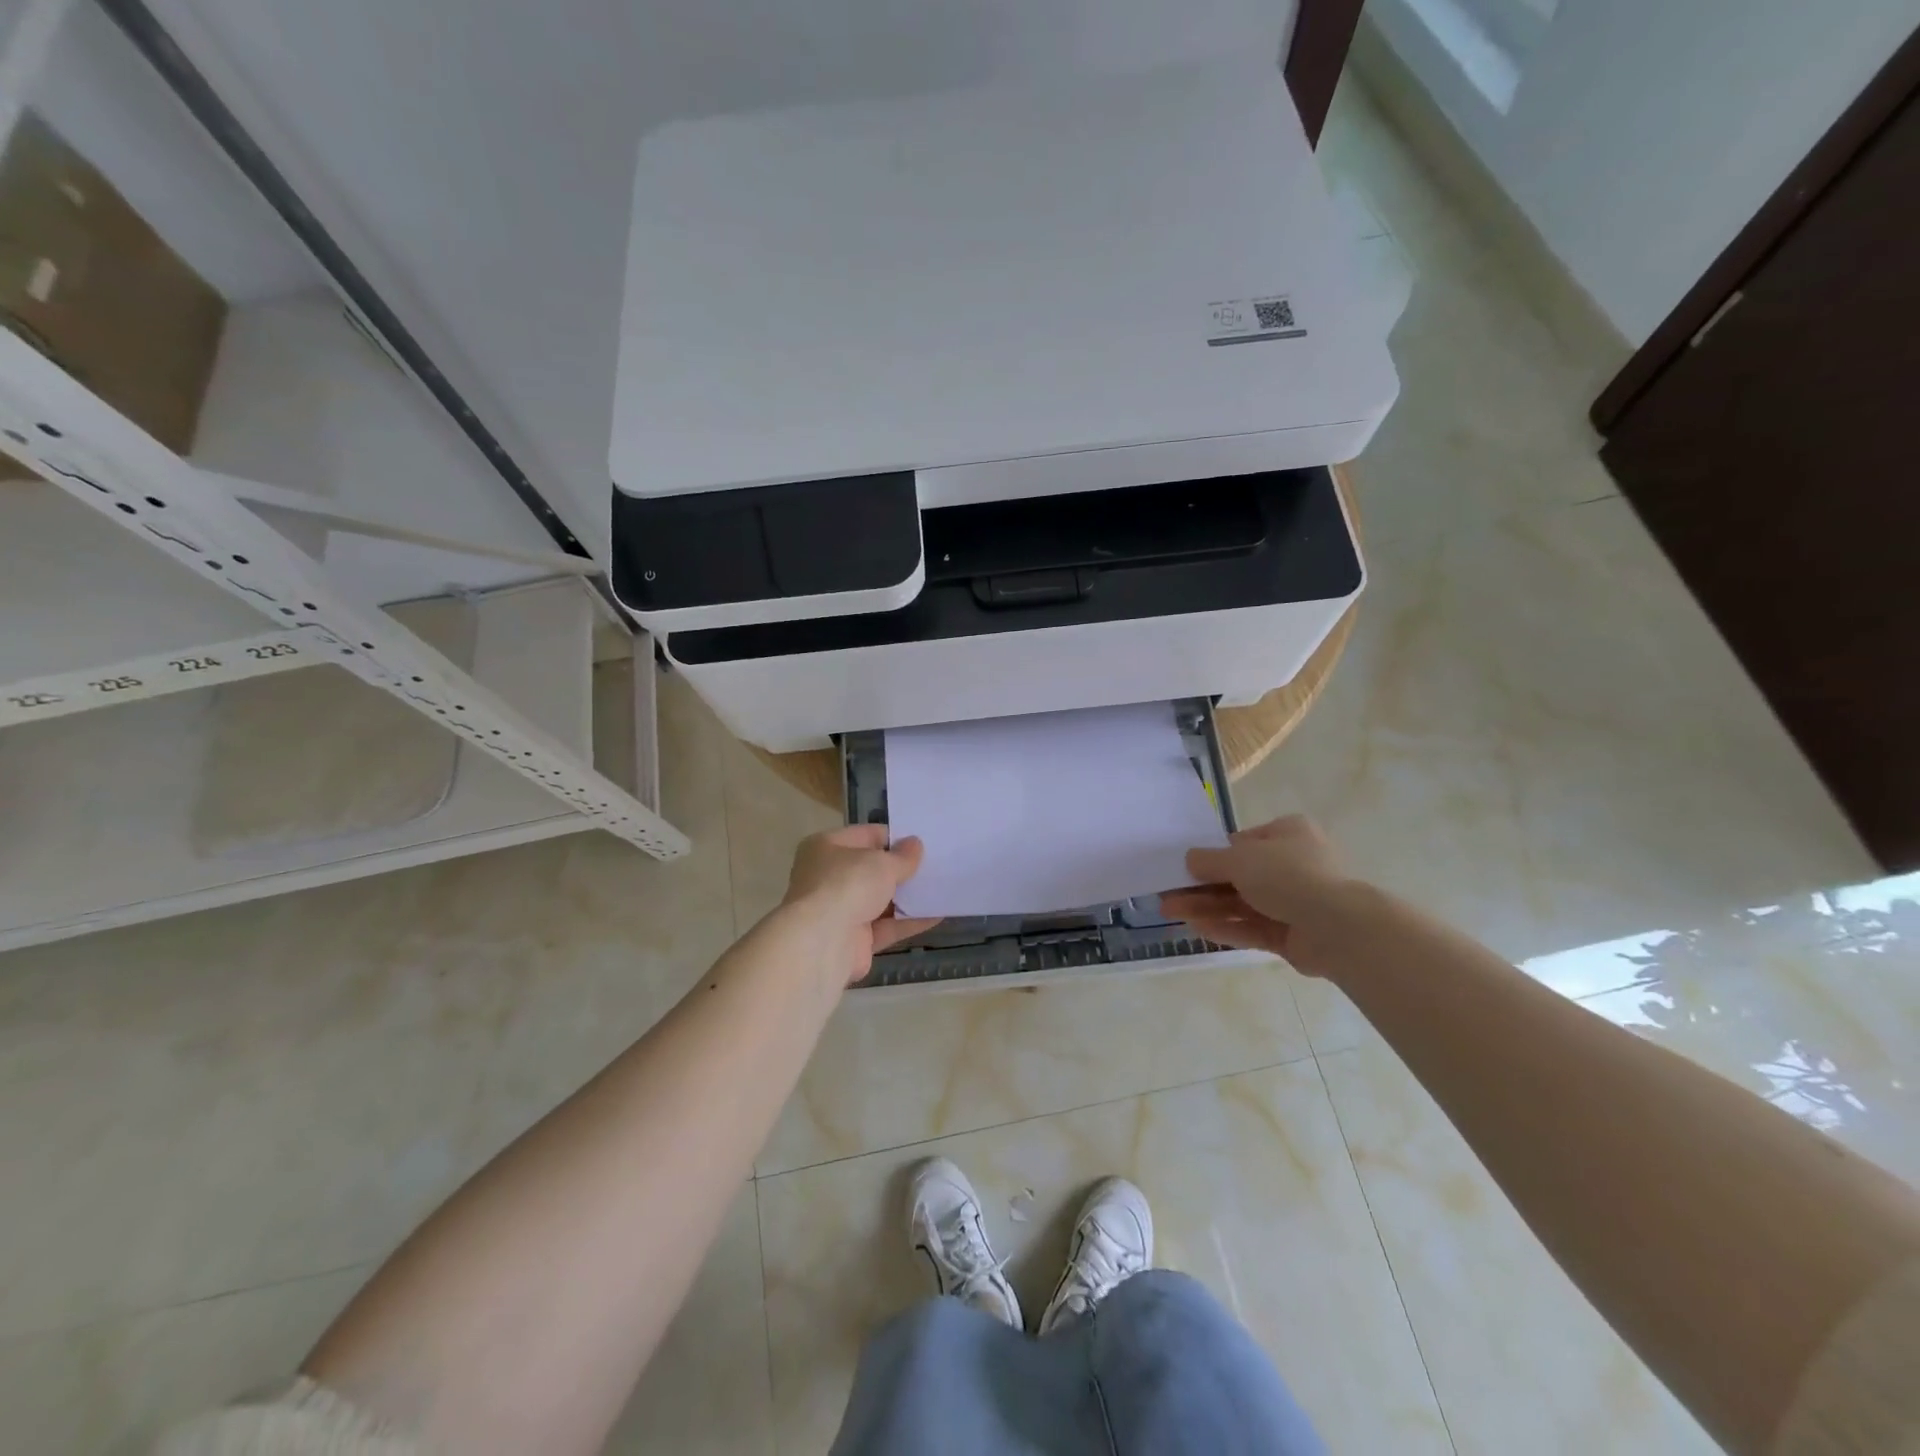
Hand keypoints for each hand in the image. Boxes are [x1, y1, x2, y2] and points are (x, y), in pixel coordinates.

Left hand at [778, 825, 940, 987]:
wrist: (822, 943)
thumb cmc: (848, 885)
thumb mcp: (881, 863)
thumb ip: (902, 856)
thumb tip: (915, 845)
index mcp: (826, 848)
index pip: (865, 836)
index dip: (894, 838)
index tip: (922, 842)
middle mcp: (828, 877)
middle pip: (871, 870)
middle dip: (901, 869)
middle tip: (935, 865)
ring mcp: (840, 911)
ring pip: (880, 900)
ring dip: (908, 897)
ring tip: (941, 888)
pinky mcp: (853, 941)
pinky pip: (886, 927)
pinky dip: (909, 922)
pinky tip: (937, 915)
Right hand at [1161, 815, 1355, 975]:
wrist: (1338, 926)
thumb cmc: (1287, 875)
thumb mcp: (1239, 859)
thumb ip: (1209, 860)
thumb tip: (1189, 859)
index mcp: (1287, 834)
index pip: (1243, 842)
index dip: (1213, 855)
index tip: (1185, 867)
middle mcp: (1292, 864)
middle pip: (1238, 876)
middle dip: (1201, 887)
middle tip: (1168, 895)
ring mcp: (1294, 902)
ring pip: (1242, 904)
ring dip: (1206, 907)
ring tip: (1171, 912)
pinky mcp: (1292, 934)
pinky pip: (1252, 928)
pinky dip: (1226, 927)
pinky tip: (1196, 929)